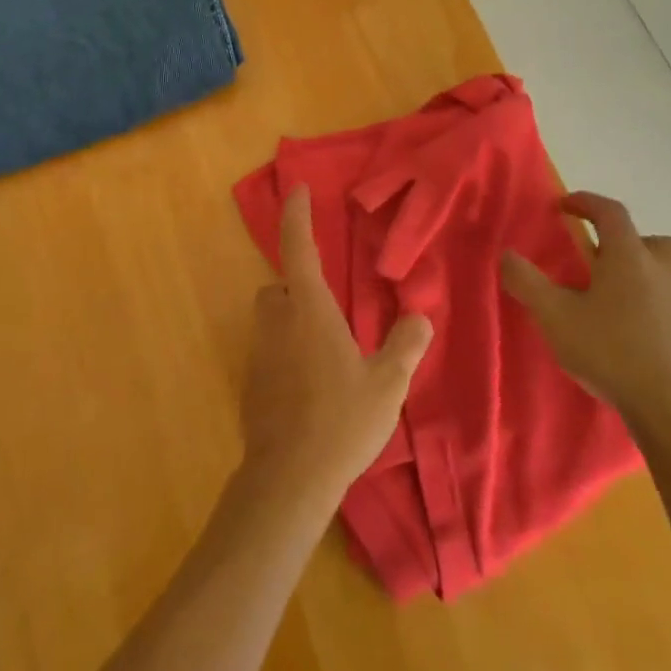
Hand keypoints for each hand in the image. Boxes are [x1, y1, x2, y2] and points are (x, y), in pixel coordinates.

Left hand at [240, 187, 432, 508]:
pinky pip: (268, 354)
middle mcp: (277, 323)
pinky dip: (285, 356)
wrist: (287, 480)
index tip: (298, 190)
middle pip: (278, 288)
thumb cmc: (340, 421)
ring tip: (326, 353)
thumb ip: (405, 345)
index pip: (298, 249)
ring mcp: (258, 355)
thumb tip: (420, 317)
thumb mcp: (387, 384)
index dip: (297, 216)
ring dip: (291, 323)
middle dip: (296, 288)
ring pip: (271, 322)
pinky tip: (311, 388)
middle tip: (328, 308)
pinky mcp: (251, 385)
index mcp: (309, 310)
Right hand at [500, 193, 670, 423]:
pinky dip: (641, 300)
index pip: (611, 212)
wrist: (668, 408)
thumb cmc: (609, 350)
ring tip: (602, 293)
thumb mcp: (554, 315)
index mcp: (629, 257)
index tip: (563, 206)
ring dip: (634, 271)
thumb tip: (507, 255)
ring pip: (661, 270)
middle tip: (599, 255)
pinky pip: (661, 299)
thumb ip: (527, 282)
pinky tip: (616, 325)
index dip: (586, 202)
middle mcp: (658, 272)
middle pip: (653, 240)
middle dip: (626, 239)